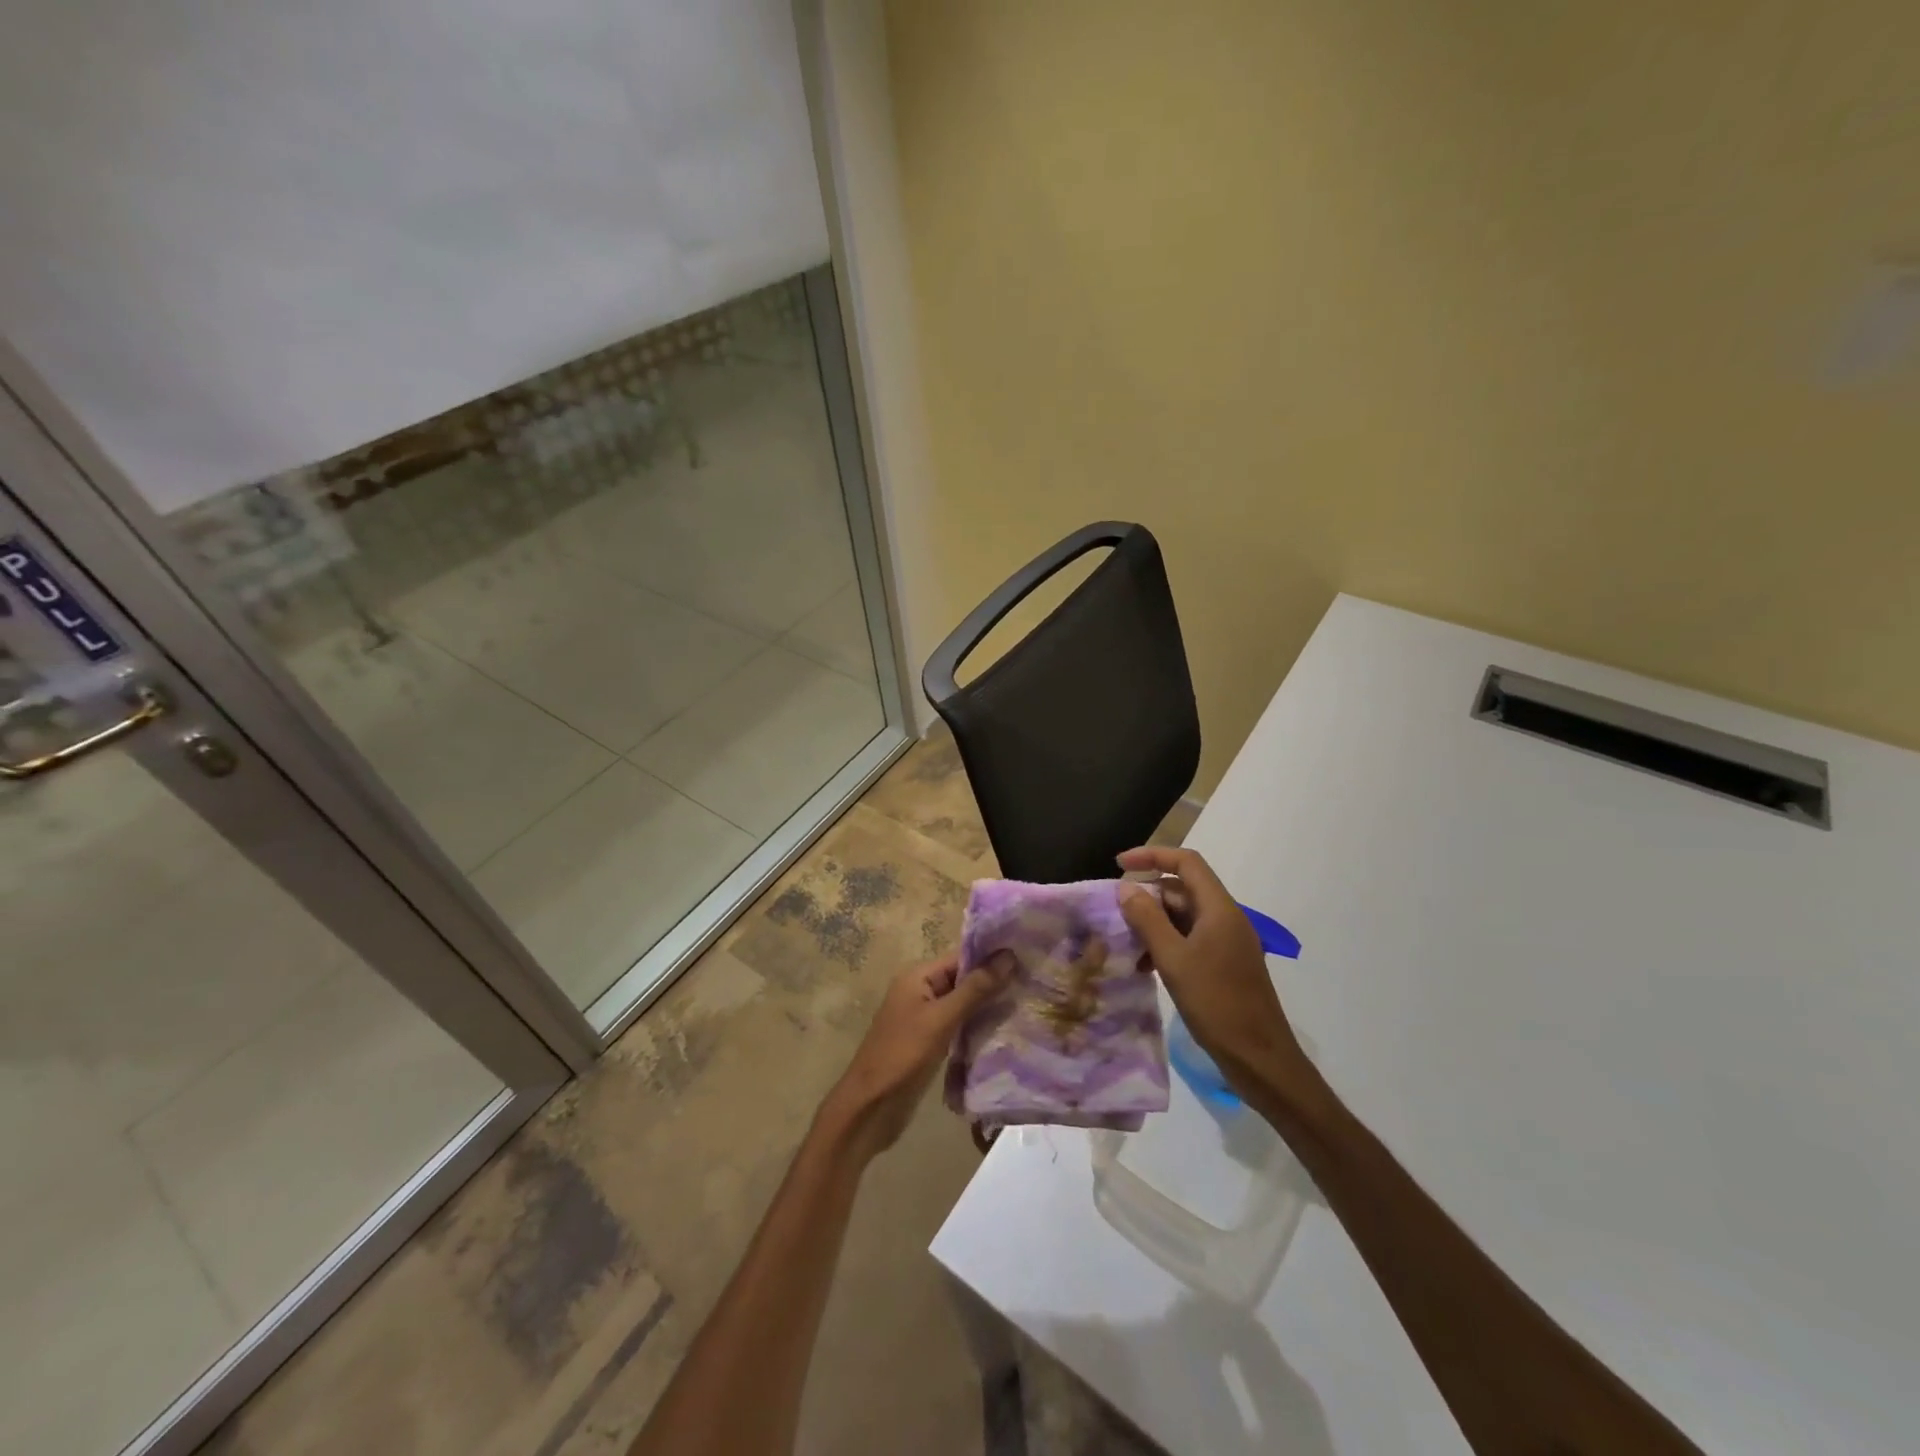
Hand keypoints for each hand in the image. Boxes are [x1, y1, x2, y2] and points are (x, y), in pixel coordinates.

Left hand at [818, 951, 1014, 1159]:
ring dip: (988, 1007)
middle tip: (1034, 985)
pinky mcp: (929, 1043)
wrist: (870, 1108)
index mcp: (917, 976)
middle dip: (994, 983)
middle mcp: (920, 990)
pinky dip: (977, 1027)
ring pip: (963, 1005)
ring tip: (1026, 1006)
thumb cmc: (903, 1055)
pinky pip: (958, 1026)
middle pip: (963, 980)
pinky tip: (1004, 1032)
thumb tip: (1009, 955)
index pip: (962, 957)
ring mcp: (924, 1018)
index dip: (992, 958)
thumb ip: (975, 989)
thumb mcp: (942, 1019)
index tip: (1028, 960)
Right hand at [1116, 846, 1315, 1102]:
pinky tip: (1147, 966)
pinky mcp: (1226, 964)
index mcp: (1219, 909)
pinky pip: (1191, 939)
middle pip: (1183, 889)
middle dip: (1148, 895)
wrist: (1260, 1059)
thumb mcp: (1173, 960)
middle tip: (1116, 912)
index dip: (1152, 856)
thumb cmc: (1216, 1004)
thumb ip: (1147, 920)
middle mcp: (1226, 918)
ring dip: (1154, 923)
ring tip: (1127, 943)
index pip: (1186, 863)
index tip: (1119, 864)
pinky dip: (1167, 944)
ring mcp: (1228, 942)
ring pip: (1185, 917)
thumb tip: (1126, 888)